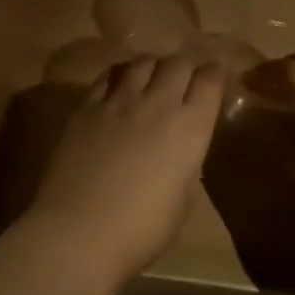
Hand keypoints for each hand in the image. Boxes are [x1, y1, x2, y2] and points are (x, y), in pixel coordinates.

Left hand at [26, 55, 224, 281]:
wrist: (79, 233)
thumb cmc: (141, 230)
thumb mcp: (182, 200)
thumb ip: (186, 163)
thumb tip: (181, 149)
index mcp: (190, 127)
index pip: (210, 80)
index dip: (216, 75)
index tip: (216, 80)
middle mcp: (157, 103)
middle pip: (178, 63)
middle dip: (187, 68)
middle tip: (185, 81)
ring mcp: (118, 101)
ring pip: (142, 62)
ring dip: (153, 67)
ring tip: (152, 79)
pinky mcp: (85, 107)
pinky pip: (108, 76)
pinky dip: (120, 76)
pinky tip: (119, 88)